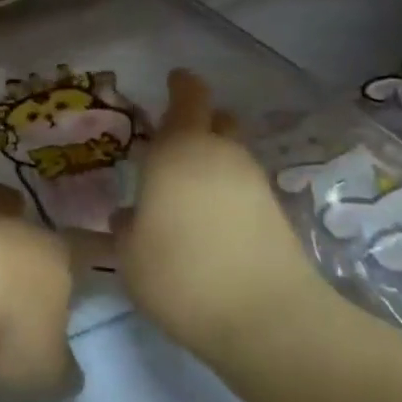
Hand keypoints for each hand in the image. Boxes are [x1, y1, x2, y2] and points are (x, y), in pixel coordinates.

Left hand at [0, 188, 84, 396]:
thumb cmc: (6, 325)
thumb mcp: (45, 368)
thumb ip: (59, 369)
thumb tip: (67, 374)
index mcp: (53, 255)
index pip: (83, 247)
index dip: (96, 248)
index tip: (104, 242)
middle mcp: (9, 228)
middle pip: (16, 211)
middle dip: (15, 216)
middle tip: (12, 226)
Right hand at [111, 70, 324, 355]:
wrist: (266, 319)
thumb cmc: (180, 274)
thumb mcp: (130, 255)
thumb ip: (126, 228)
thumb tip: (129, 216)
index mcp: (179, 149)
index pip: (188, 96)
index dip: (181, 85)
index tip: (172, 82)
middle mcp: (220, 153)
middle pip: (216, 120)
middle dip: (198, 124)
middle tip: (172, 147)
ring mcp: (253, 182)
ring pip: (231, 154)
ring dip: (212, 162)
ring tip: (187, 193)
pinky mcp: (276, 213)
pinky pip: (243, 187)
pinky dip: (227, 193)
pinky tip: (210, 223)